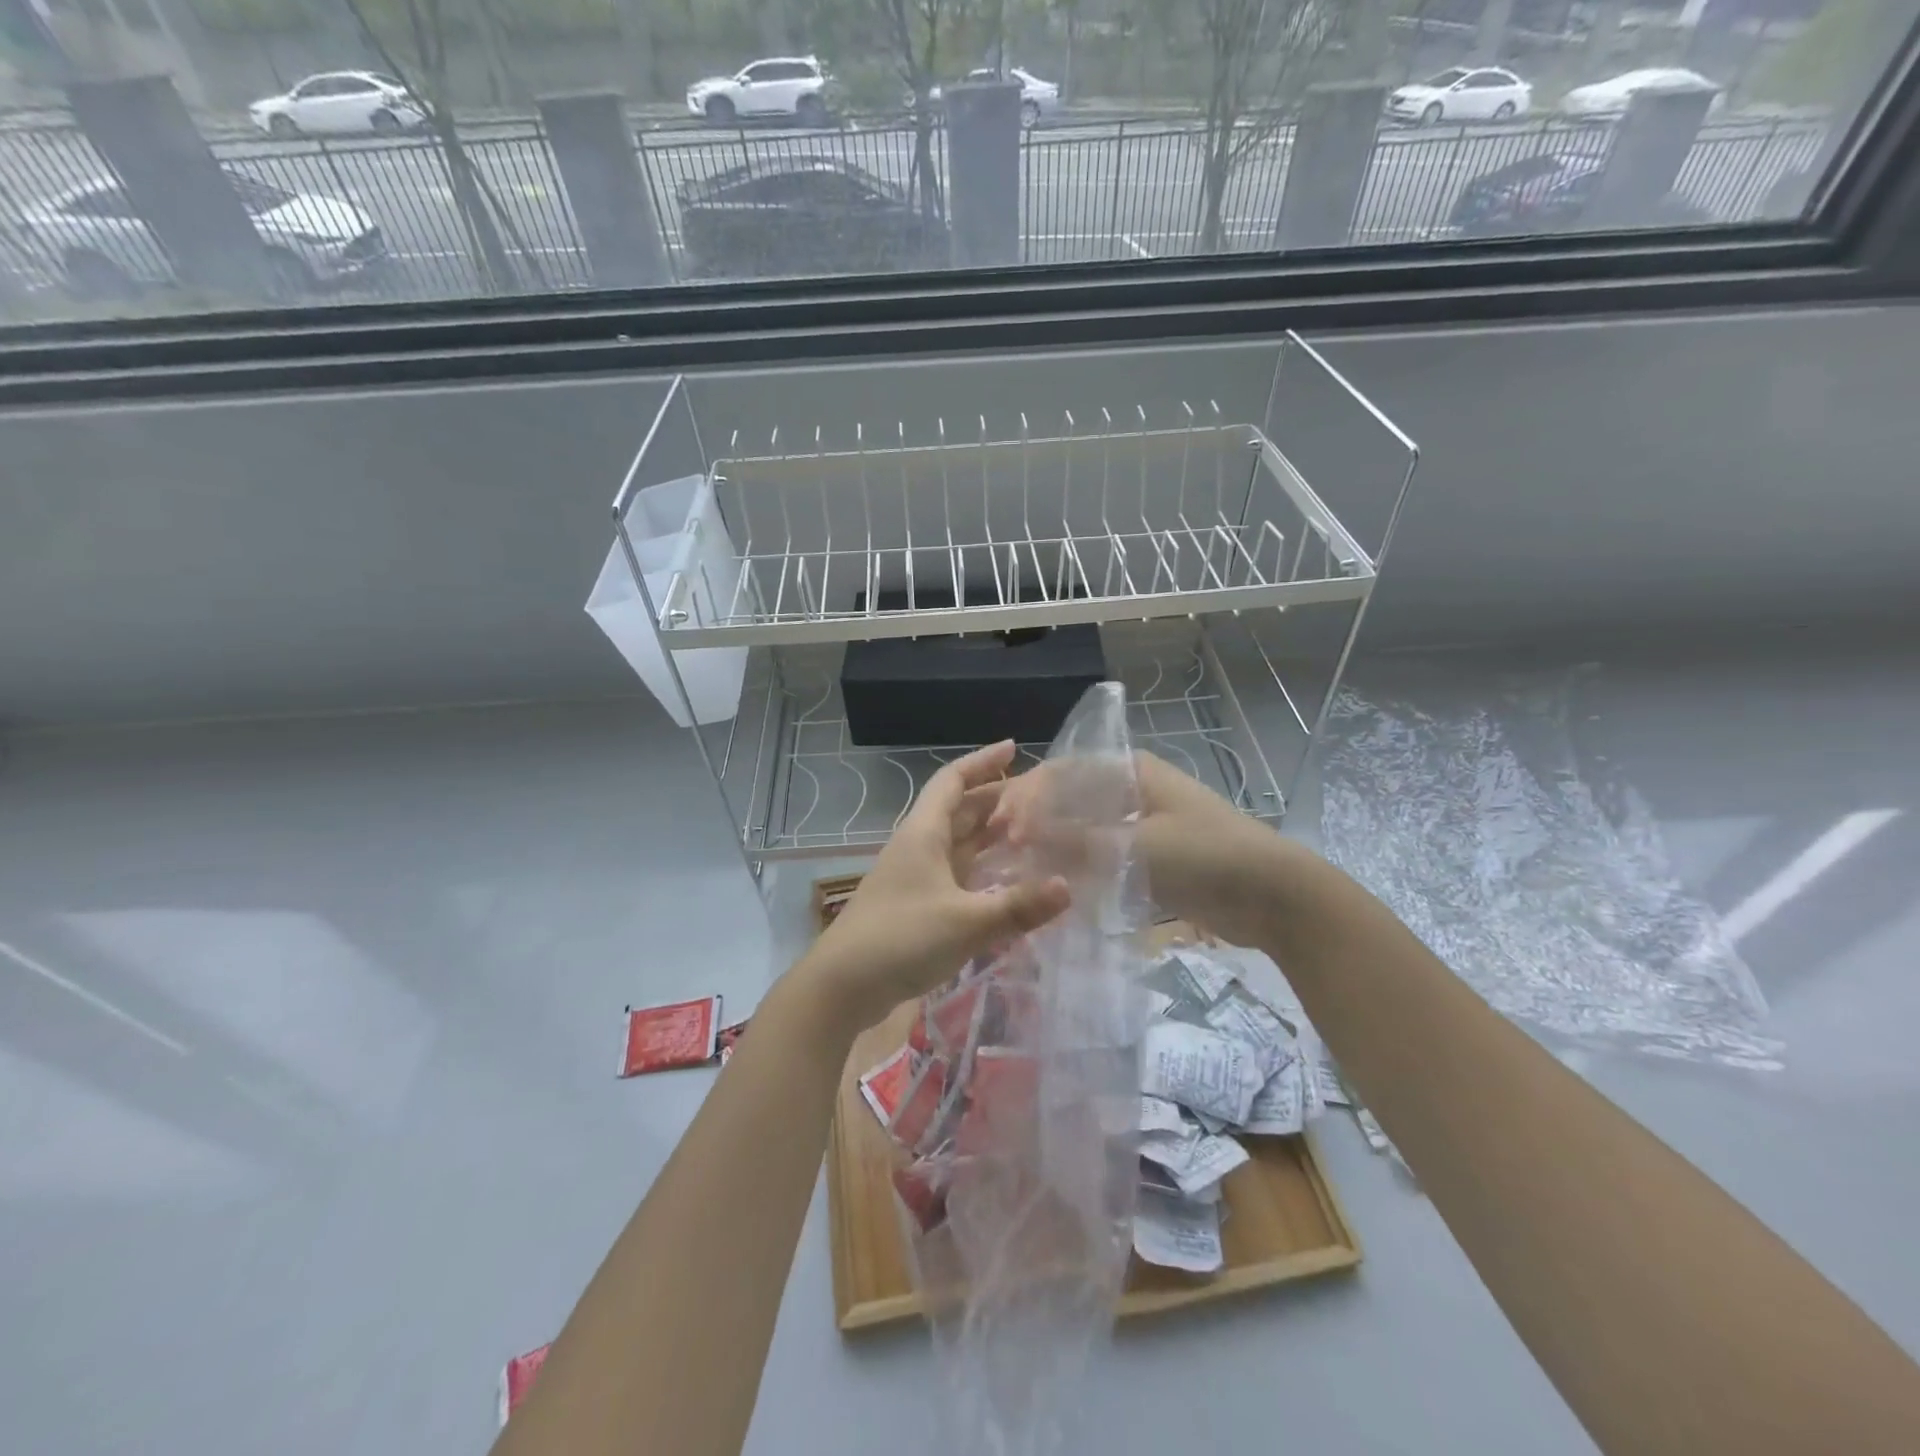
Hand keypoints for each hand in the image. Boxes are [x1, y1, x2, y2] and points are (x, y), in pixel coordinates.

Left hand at [801, 741, 1069, 1032]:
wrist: (841, 986)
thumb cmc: (901, 939)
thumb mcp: (966, 923)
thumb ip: (1017, 907)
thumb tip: (1067, 887)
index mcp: (923, 834)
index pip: (953, 781)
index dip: (981, 761)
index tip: (1013, 747)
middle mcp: (917, 847)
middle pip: (957, 810)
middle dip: (994, 798)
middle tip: (1037, 799)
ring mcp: (913, 877)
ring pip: (956, 843)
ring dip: (987, 834)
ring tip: (1028, 833)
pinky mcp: (914, 906)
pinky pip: (953, 874)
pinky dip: (979, 869)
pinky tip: (1002, 882)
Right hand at [993, 750, 1306, 948]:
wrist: (1274, 896)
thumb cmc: (1206, 856)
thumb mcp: (1137, 846)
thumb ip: (1077, 840)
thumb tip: (1021, 834)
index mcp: (1130, 772)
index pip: (1063, 772)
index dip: (1027, 796)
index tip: (1002, 829)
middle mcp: (1132, 789)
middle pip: (1070, 798)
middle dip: (1036, 821)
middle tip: (1004, 851)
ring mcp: (1142, 823)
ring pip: (1084, 828)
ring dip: (1055, 845)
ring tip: (1021, 870)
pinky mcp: (1151, 856)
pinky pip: (1103, 855)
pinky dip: (1079, 866)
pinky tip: (1057, 885)